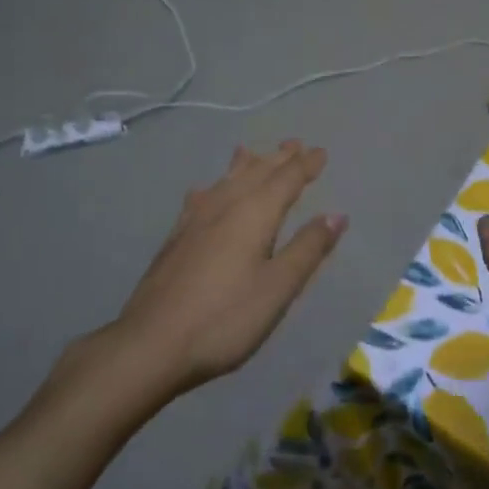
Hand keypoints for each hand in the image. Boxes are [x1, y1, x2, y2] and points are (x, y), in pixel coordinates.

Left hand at [107, 140, 345, 400]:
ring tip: (252, 152)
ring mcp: (195, 220)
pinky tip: (205, 191)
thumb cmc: (225, 318)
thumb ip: (308, 249)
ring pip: (227, 181)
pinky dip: (214, 186)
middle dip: (278, 159)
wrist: (151, 344)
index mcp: (254, 214)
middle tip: (294, 144)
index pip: (287, 179)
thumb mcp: (278, 288)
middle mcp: (225, 206)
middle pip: (256, 173)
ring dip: (245, 165)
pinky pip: (201, 197)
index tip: (321, 152)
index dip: (306, 165)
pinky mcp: (176, 238)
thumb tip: (336, 214)